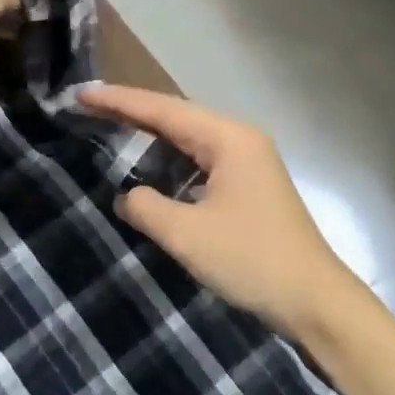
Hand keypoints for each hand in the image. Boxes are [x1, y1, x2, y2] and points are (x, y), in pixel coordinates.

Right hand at [78, 84, 364, 339]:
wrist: (313, 300)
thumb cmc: (251, 261)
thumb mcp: (187, 234)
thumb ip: (147, 207)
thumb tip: (128, 196)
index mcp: (229, 139)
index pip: (164, 110)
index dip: (119, 101)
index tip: (81, 94)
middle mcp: (241, 140)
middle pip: (178, 118)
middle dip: (133, 113)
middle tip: (88, 109)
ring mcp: (249, 164)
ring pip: (190, 141)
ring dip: (152, 139)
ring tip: (109, 131)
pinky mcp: (250, 187)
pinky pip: (202, 164)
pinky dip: (172, 165)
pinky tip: (150, 172)